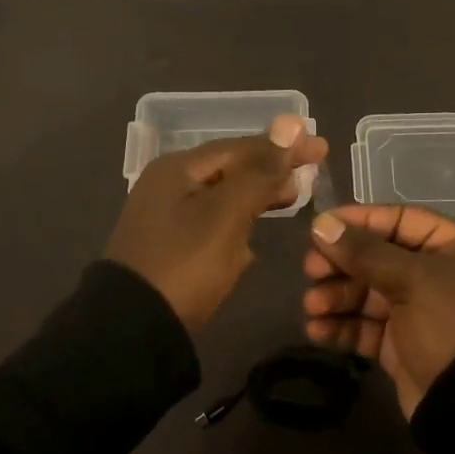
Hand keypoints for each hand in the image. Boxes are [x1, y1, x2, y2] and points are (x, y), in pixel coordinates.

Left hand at [104, 115, 327, 331]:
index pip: (240, 147)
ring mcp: (166, 218)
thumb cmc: (185, 263)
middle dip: (270, 170)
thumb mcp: (227, 214)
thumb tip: (291, 123)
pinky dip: (237, 225)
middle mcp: (169, 185)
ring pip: (222, 198)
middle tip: (312, 173)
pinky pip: (212, 226)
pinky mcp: (169, 249)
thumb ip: (260, 171)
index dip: (282, 146)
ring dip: (256, 196)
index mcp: (178, 169)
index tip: (321, 147)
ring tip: (291, 198)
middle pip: (230, 169)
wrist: (133, 330)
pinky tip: (254, 240)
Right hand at [302, 205, 454, 417]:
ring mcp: (417, 312)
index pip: (398, 220)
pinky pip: (365, 328)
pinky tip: (317, 331)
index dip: (359, 222)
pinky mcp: (401, 346)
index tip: (320, 229)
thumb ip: (364, 251)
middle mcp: (435, 274)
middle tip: (310, 271)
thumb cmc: (451, 323)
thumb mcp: (412, 278)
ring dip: (335, 297)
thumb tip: (320, 224)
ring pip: (366, 293)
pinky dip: (341, 327)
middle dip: (341, 264)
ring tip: (312, 307)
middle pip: (376, 257)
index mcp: (451, 247)